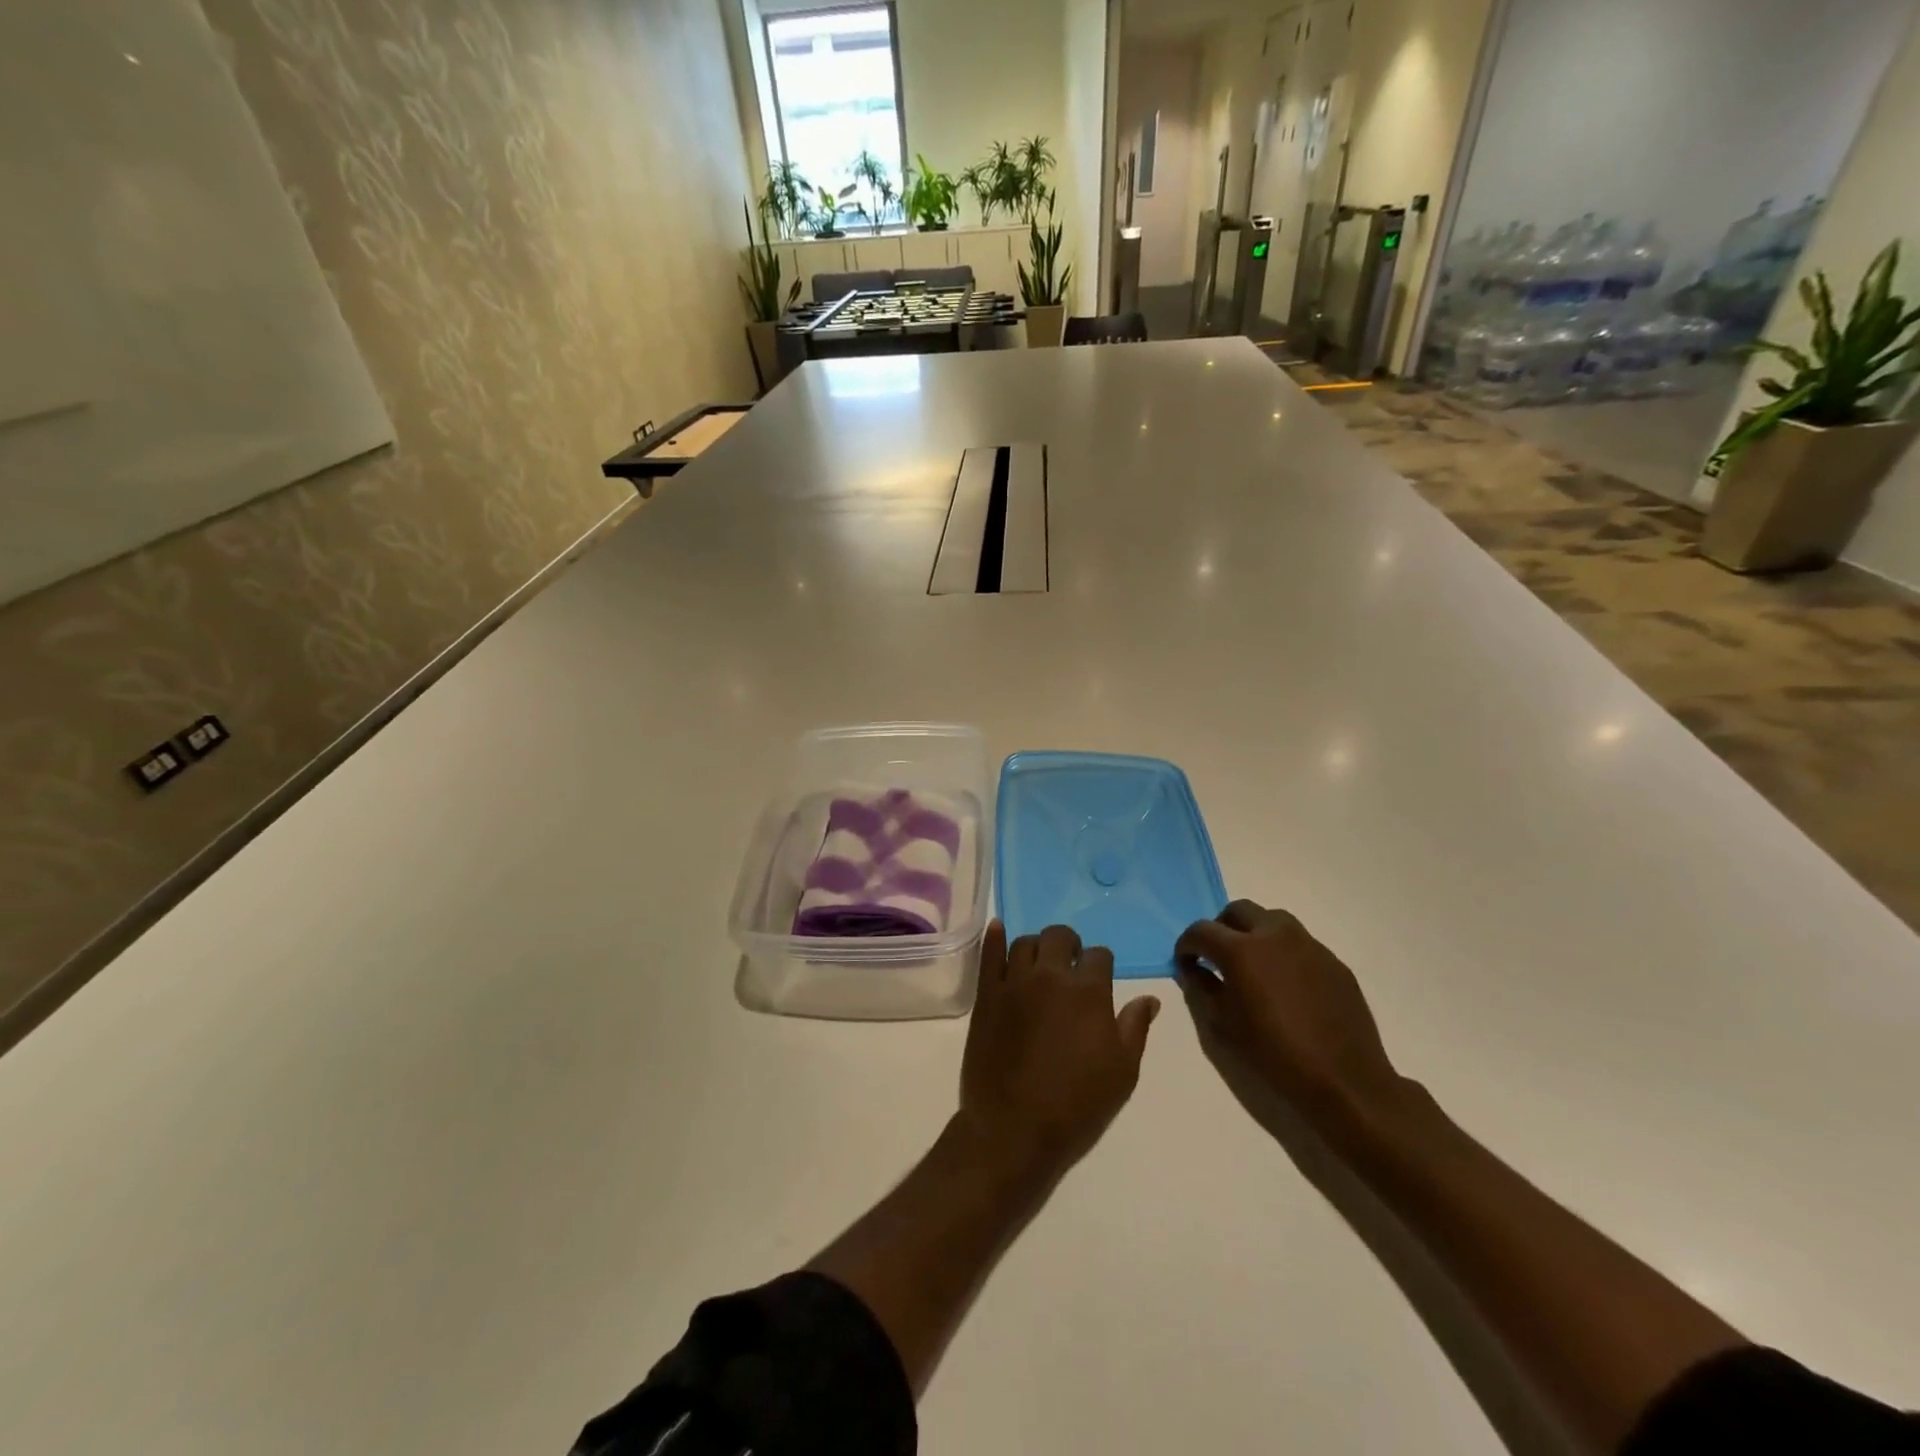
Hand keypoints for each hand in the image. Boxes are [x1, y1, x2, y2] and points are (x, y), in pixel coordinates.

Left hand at [958, 922, 1159, 1183]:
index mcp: (1088, 992)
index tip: (1101, 980)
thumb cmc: (1077, 1106)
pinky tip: (999, 928)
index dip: (1102, 965)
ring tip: (1042, 963)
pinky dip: (995, 937)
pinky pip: (989, 954)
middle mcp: (1050, 977)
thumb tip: (1149, 999)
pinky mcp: (986, 995)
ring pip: (1026, 942)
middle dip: (1070, 945)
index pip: (1100, 956)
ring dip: (1038, 947)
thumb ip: (1135, 1028)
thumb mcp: (1122, 1073)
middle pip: (1060, 936)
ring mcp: (1013, 982)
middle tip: (1071, 965)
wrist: (1014, 1130)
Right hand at [1174, 900, 1404, 1132]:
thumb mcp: (1222, 1026)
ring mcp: (1309, 945)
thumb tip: (1194, 969)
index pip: (1201, 930)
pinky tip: (1287, 986)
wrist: (1344, 1083)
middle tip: (1218, 957)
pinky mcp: (1334, 962)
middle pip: (1238, 911)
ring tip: (1254, 967)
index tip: (1186, 963)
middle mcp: (1275, 935)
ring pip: (1272, 920)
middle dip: (1221, 929)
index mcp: (1241, 950)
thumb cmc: (1274, 1055)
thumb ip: (1201, 988)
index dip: (1187, 945)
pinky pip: (1300, 945)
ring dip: (1254, 934)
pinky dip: (1284, 953)